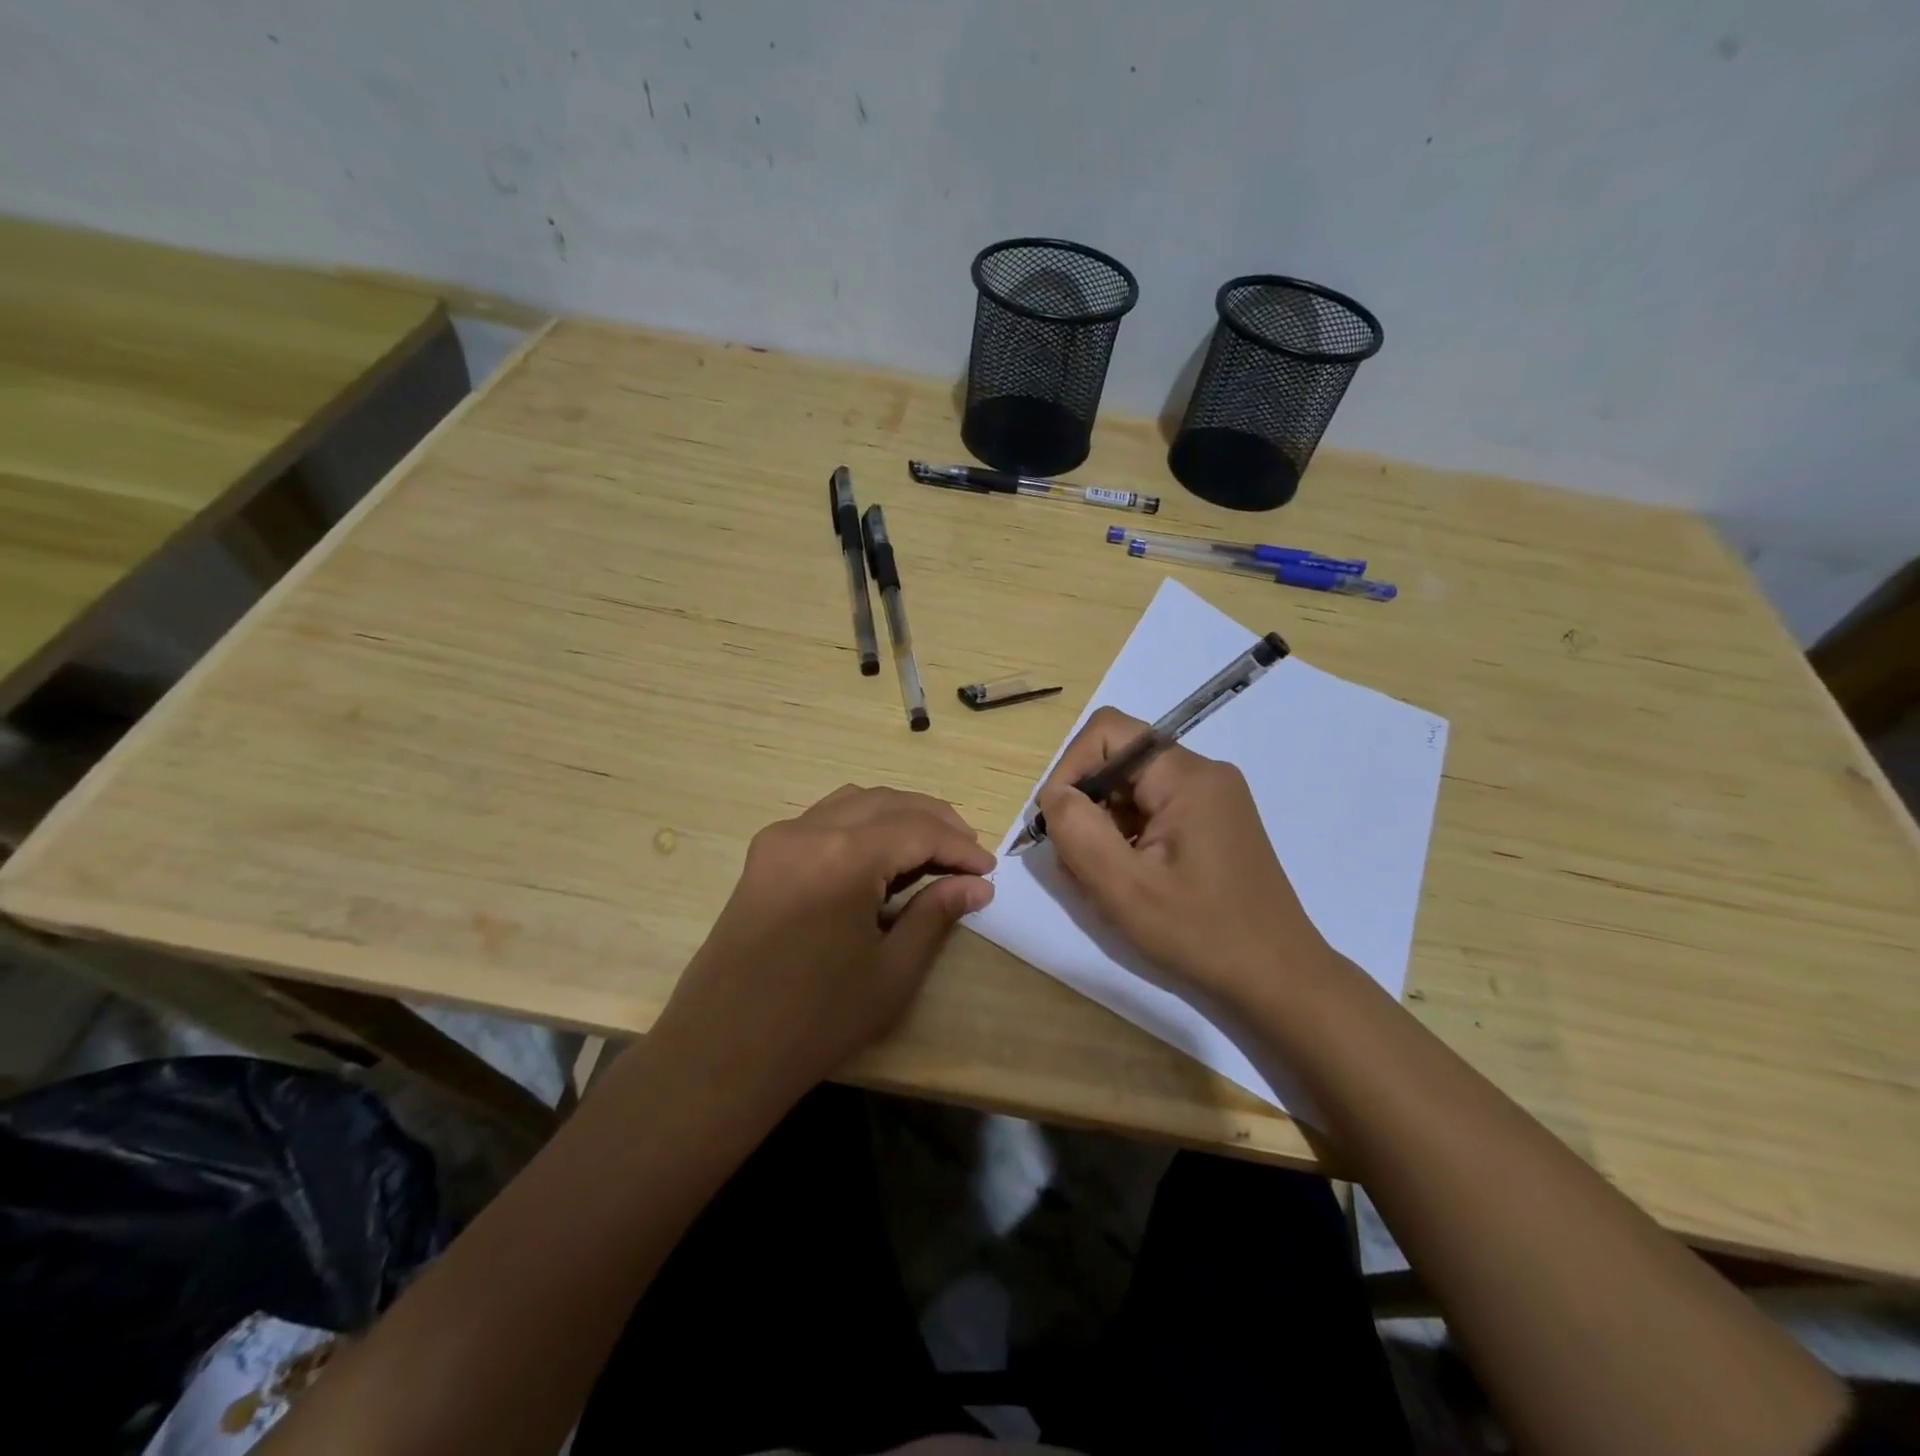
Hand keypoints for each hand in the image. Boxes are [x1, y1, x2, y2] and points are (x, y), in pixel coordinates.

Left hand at [653, 785, 994, 1103]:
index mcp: (844, 855)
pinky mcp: (764, 854)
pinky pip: (825, 818)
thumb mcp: (891, 972)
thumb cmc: (815, 1020)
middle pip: (888, 802)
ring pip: (854, 801)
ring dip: (898, 815)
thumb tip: (976, 885)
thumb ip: (935, 915)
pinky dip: (862, 823)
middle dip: (935, 821)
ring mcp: (780, 838)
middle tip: (968, 853)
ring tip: (931, 848)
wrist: (721, 1051)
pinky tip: (881, 853)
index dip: (959, 846)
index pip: (918, 829)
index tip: (988, 870)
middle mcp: (809, 830)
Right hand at [1035, 707, 1334, 1009]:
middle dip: (1086, 805)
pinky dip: (1126, 838)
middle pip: (1119, 762)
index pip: (1108, 732)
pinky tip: (1128, 881)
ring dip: (1103, 827)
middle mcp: (1203, 774)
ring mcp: (1211, 799)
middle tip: (1075, 863)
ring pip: (1131, 790)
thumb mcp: (1125, 888)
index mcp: (1187, 776)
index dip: (1070, 768)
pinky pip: (1152, 811)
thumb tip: (1055, 795)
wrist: (1279, 978)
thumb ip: (1078, 831)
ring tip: (1102, 881)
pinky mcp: (1212, 824)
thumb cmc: (1202, 933)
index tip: (1056, 822)